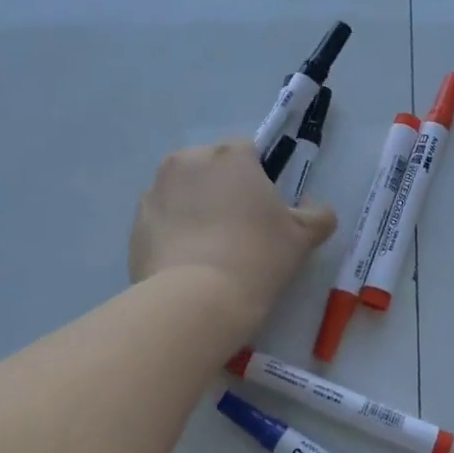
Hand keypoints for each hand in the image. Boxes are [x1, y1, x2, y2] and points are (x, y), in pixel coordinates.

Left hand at [129, 139, 337, 338]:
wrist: (196, 300)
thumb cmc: (257, 258)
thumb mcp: (302, 238)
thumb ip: (318, 216)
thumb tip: (315, 207)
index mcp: (229, 156)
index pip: (247, 152)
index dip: (258, 179)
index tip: (263, 211)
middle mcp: (187, 161)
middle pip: (210, 167)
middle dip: (222, 189)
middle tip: (238, 230)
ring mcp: (155, 191)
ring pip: (182, 191)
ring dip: (194, 208)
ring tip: (210, 250)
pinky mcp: (135, 223)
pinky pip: (161, 219)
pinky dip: (172, 232)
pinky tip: (187, 263)